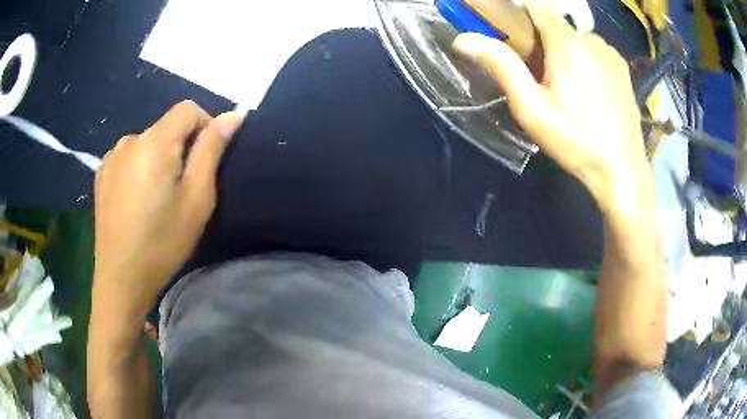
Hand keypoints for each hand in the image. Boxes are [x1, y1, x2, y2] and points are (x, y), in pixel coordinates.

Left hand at [93, 101, 241, 324]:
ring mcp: (111, 157)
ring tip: (157, 196)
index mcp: (154, 142)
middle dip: (181, 147)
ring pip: (147, 142)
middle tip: (182, 188)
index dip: (205, 126)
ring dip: (159, 158)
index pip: (188, 109)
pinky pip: (129, 157)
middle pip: (166, 126)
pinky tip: (137, 199)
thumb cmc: (162, 243)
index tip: (206, 161)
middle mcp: (130, 140)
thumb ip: (211, 150)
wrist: (120, 279)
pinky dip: (139, 167)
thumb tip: (232, 116)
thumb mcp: (197, 199)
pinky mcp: (101, 174)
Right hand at [453, 0, 650, 214]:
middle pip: (557, 24)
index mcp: (566, 43)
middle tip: (542, 75)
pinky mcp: (623, 68)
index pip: (536, 6)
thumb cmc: (575, 140)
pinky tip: (590, 90)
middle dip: (544, 39)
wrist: (622, 170)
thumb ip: (501, 66)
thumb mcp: (531, 108)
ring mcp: (611, 52)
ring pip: (578, 38)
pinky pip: (597, 51)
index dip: (520, 15)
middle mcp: (591, 39)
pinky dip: (587, 59)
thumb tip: (463, 38)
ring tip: (569, 87)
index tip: (515, 38)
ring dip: (567, 50)